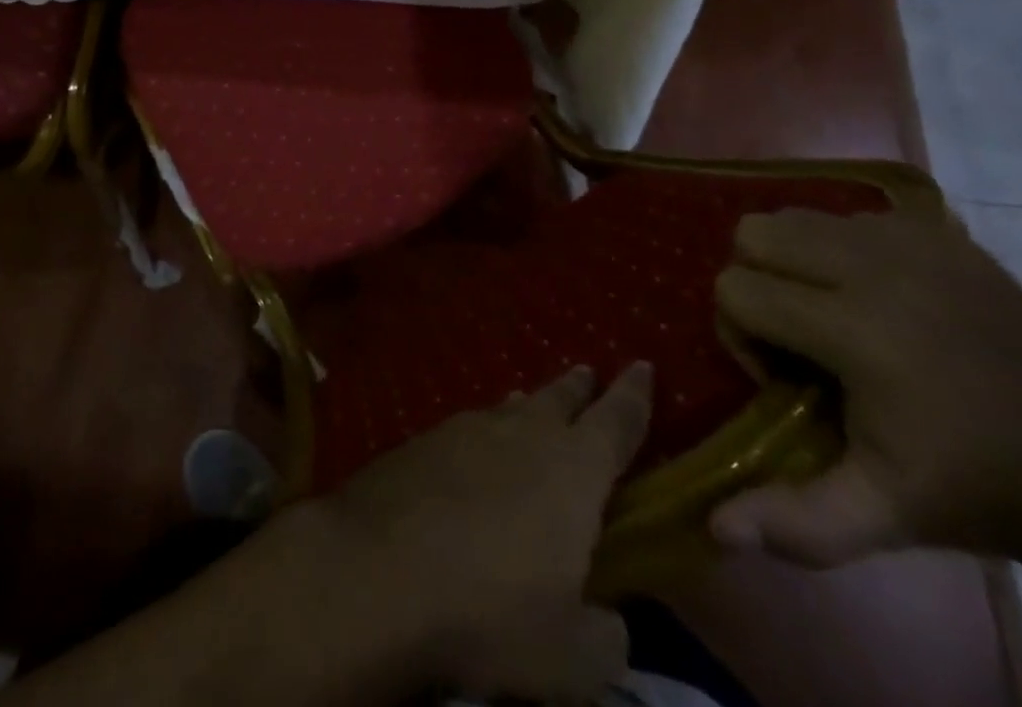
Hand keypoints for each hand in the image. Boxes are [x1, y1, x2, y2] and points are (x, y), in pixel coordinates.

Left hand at [315, 362, 652, 701]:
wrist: (378, 569)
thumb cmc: (490, 610)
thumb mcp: (573, 657)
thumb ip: (606, 636)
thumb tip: (606, 618)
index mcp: (572, 469)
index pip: (617, 422)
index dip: (634, 395)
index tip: (643, 363)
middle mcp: (521, 433)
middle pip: (559, 399)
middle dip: (579, 387)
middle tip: (588, 371)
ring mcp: (465, 429)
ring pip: (509, 407)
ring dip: (529, 404)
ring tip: (535, 400)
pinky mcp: (422, 441)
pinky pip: (469, 426)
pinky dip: (486, 430)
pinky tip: (478, 446)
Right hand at [711, 203, 1021, 566]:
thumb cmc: (972, 490)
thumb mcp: (882, 515)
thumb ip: (798, 521)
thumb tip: (716, 529)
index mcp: (854, 329)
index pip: (735, 289)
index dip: (744, 338)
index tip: (788, 382)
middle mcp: (874, 267)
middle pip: (753, 233)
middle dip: (759, 282)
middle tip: (802, 336)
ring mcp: (912, 242)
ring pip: (796, 216)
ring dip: (796, 261)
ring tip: (836, 313)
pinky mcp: (941, 233)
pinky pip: (850, 217)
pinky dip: (845, 249)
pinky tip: (882, 299)